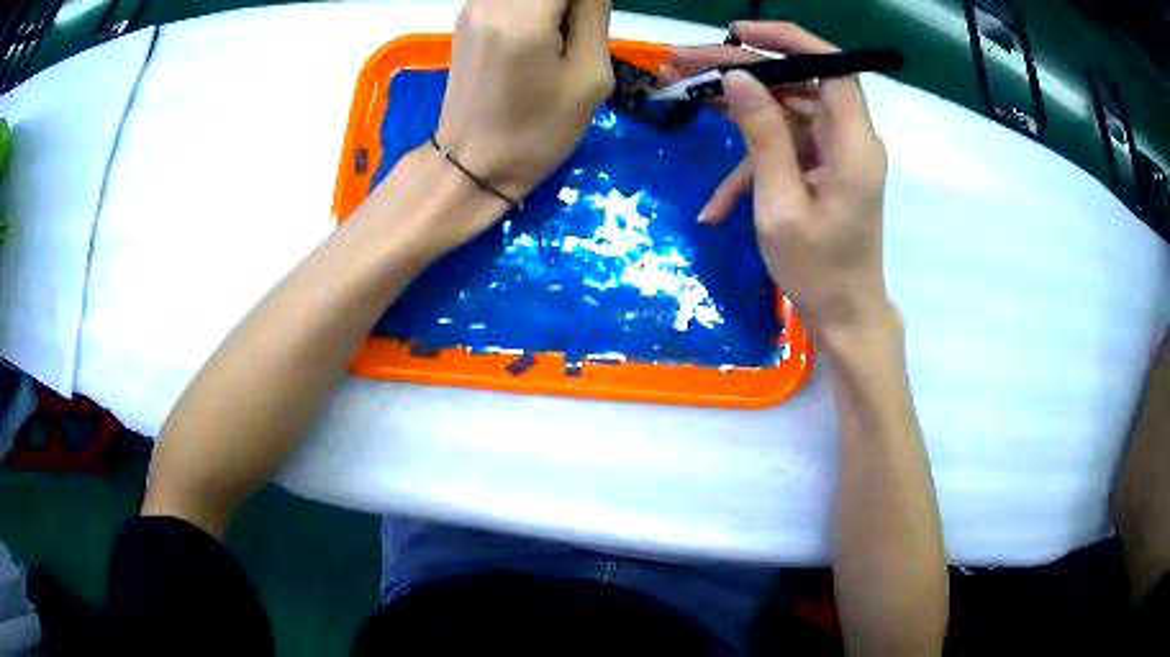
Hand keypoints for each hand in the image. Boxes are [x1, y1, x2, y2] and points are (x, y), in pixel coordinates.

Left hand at [436, 0, 614, 201]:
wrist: (473, 163)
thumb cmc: (539, 131)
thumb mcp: (590, 77)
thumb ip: (594, 14)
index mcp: (522, 17)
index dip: (588, 1)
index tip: (594, 19)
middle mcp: (490, 1)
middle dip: (573, 2)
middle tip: (581, 29)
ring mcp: (473, 5)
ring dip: (554, 5)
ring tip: (563, 34)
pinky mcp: (466, 15)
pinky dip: (534, 5)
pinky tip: (541, 31)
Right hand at [671, 22, 892, 336]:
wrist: (844, 316)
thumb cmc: (818, 271)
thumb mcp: (781, 204)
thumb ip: (763, 135)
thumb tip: (738, 76)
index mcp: (853, 143)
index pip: (830, 66)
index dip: (787, 39)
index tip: (737, 31)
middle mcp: (848, 138)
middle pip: (796, 83)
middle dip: (739, 70)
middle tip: (681, 64)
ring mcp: (833, 154)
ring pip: (783, 111)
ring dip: (735, 108)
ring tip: (680, 93)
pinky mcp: (819, 169)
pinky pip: (783, 149)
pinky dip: (748, 167)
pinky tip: (713, 204)